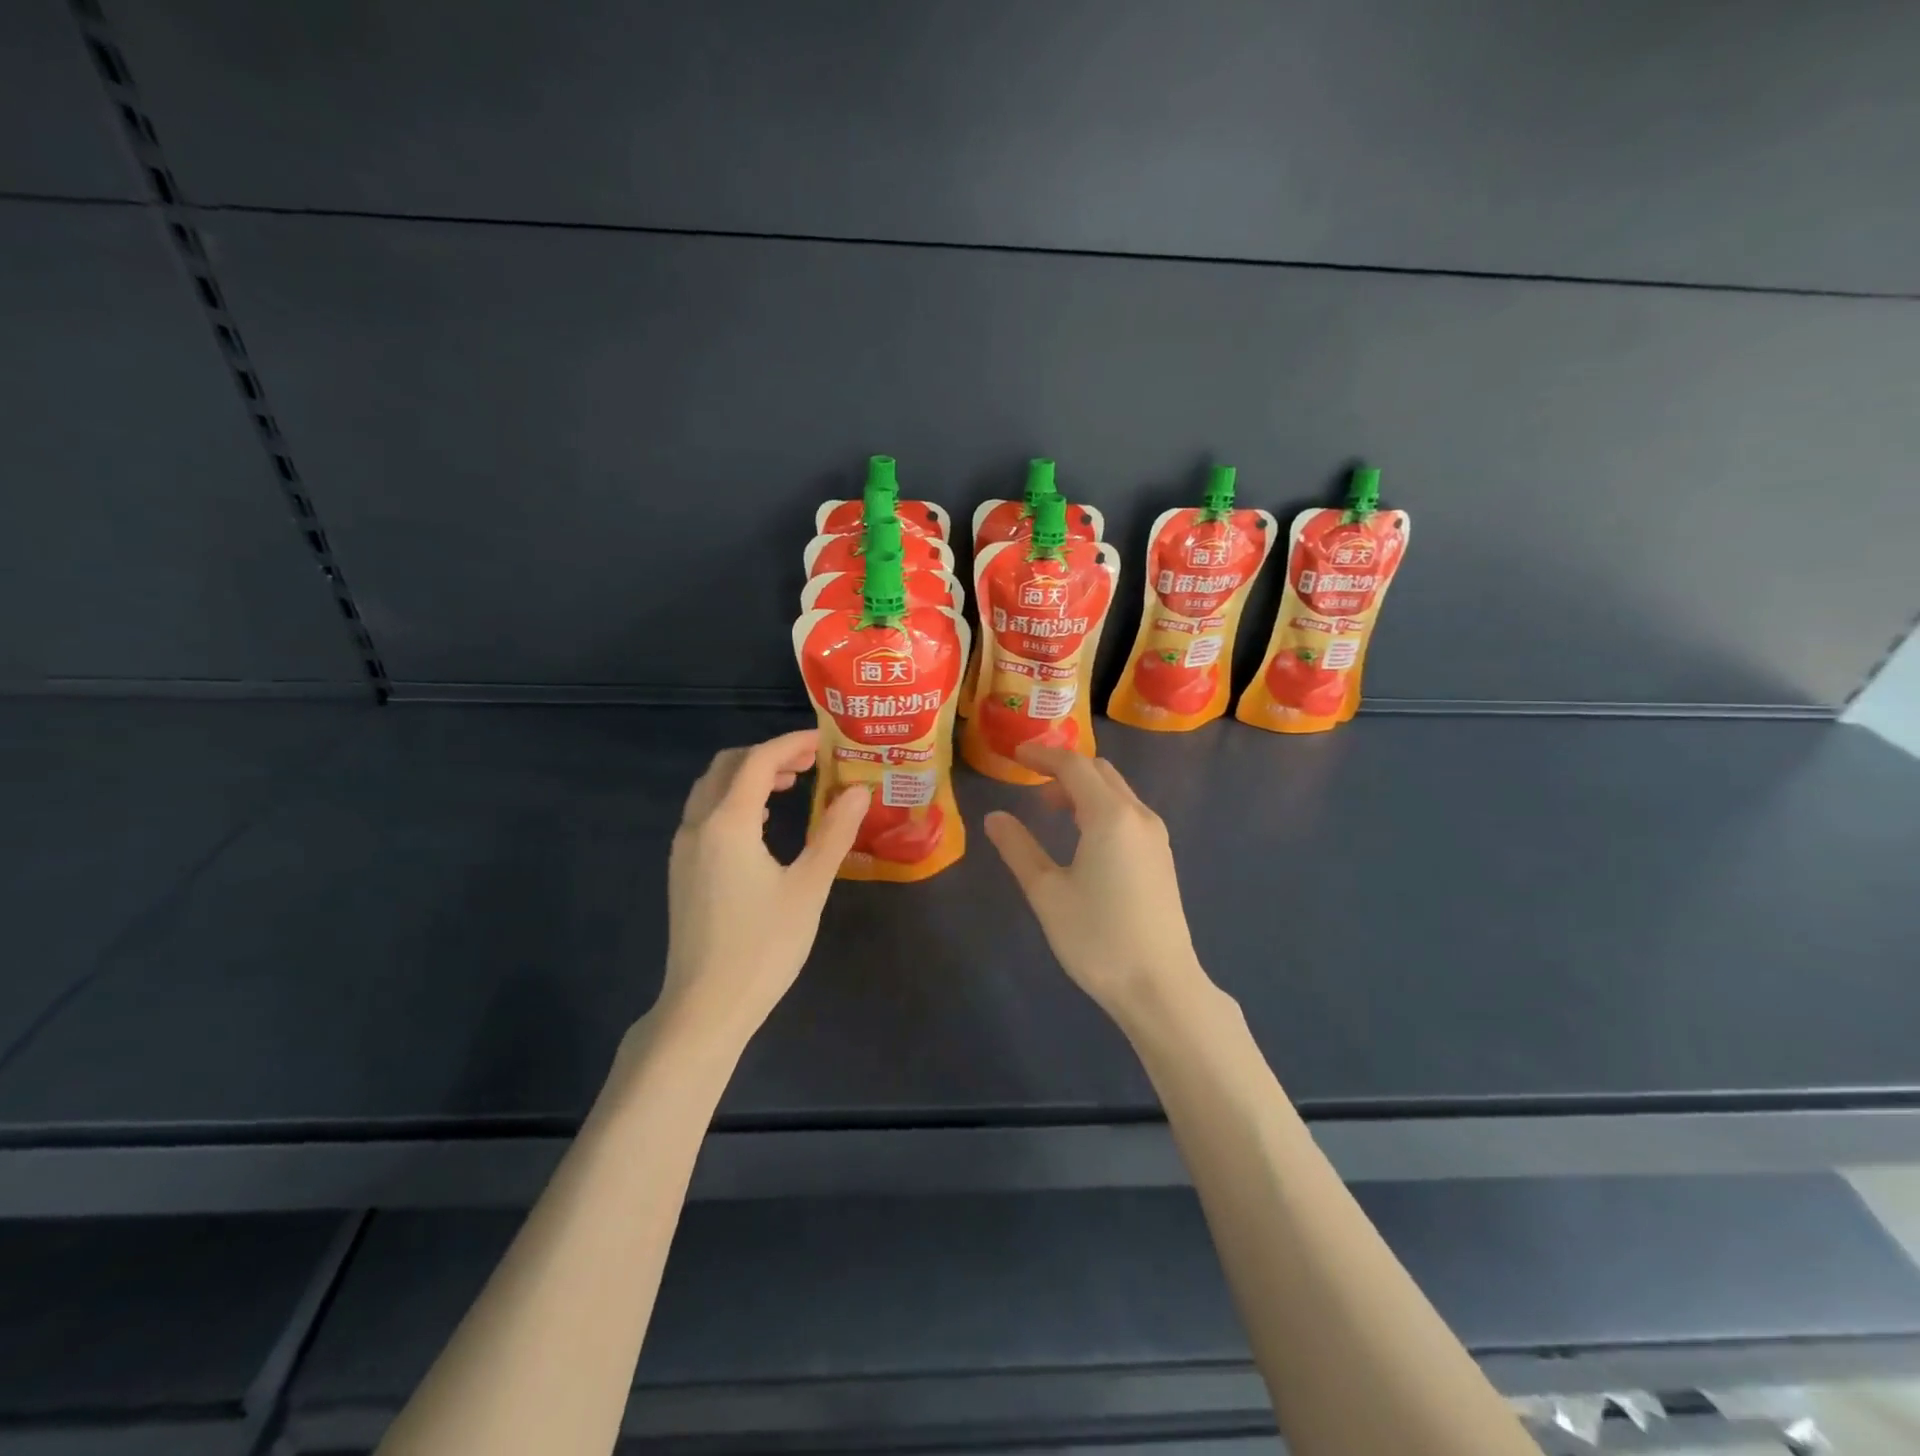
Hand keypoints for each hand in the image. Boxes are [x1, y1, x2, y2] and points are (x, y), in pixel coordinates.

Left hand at [657, 729, 867, 1047]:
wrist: (705, 1007)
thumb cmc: (763, 946)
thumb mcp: (808, 888)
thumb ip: (834, 833)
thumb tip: (858, 790)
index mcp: (728, 823)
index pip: (758, 761)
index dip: (792, 744)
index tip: (826, 742)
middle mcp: (698, 826)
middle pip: (727, 766)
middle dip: (769, 755)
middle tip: (811, 762)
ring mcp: (684, 849)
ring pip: (711, 788)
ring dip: (748, 775)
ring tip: (791, 784)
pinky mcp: (682, 871)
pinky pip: (705, 813)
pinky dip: (734, 800)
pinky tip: (763, 822)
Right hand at [983, 745, 1213, 1028]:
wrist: (1159, 985)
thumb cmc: (1096, 938)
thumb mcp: (1046, 892)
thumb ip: (1018, 848)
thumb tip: (995, 817)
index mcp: (1110, 816)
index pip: (1074, 766)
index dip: (1043, 756)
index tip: (1015, 755)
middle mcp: (1138, 816)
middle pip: (1100, 772)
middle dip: (1064, 768)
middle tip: (1029, 778)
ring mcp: (1155, 837)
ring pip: (1117, 792)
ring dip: (1083, 789)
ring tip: (1049, 808)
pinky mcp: (1161, 857)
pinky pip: (1128, 813)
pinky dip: (1100, 807)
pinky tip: (1081, 836)